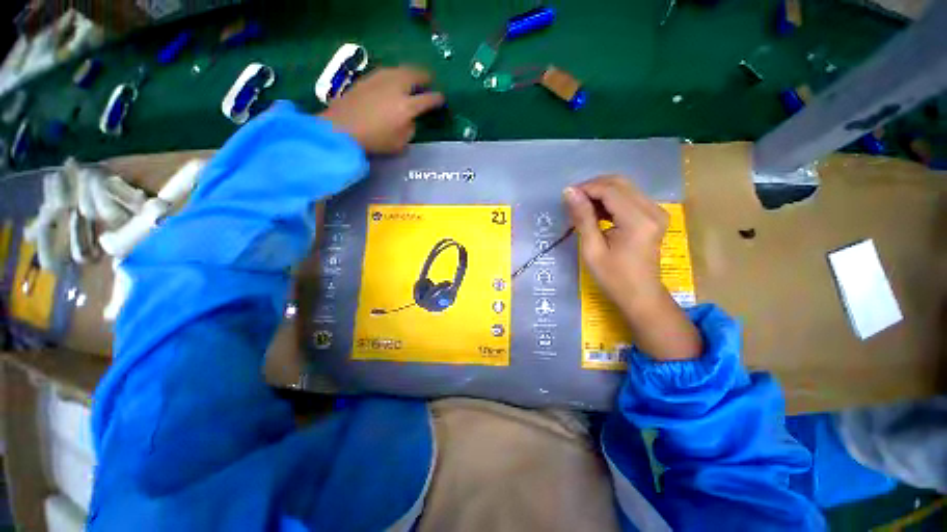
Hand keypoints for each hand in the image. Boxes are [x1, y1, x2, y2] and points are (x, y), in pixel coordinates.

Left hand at [320, 67, 444, 153]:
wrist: (341, 129)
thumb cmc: (374, 141)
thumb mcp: (400, 144)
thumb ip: (410, 129)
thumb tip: (411, 119)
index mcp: (407, 106)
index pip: (429, 99)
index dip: (438, 99)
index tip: (441, 100)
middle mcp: (396, 87)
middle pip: (416, 74)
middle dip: (426, 76)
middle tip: (429, 80)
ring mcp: (380, 80)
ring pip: (400, 69)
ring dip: (410, 73)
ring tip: (412, 79)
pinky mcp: (367, 79)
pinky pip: (387, 72)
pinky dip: (395, 75)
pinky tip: (393, 82)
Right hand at [564, 176, 702, 360]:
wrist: (640, 295)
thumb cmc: (613, 278)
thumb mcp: (592, 249)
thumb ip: (583, 218)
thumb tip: (569, 192)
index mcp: (638, 220)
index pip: (609, 190)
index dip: (586, 189)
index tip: (566, 197)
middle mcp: (652, 210)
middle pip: (619, 183)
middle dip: (593, 187)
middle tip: (572, 201)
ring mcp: (656, 211)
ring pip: (624, 188)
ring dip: (600, 193)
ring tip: (581, 208)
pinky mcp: (654, 216)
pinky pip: (629, 197)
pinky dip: (610, 201)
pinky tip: (597, 213)